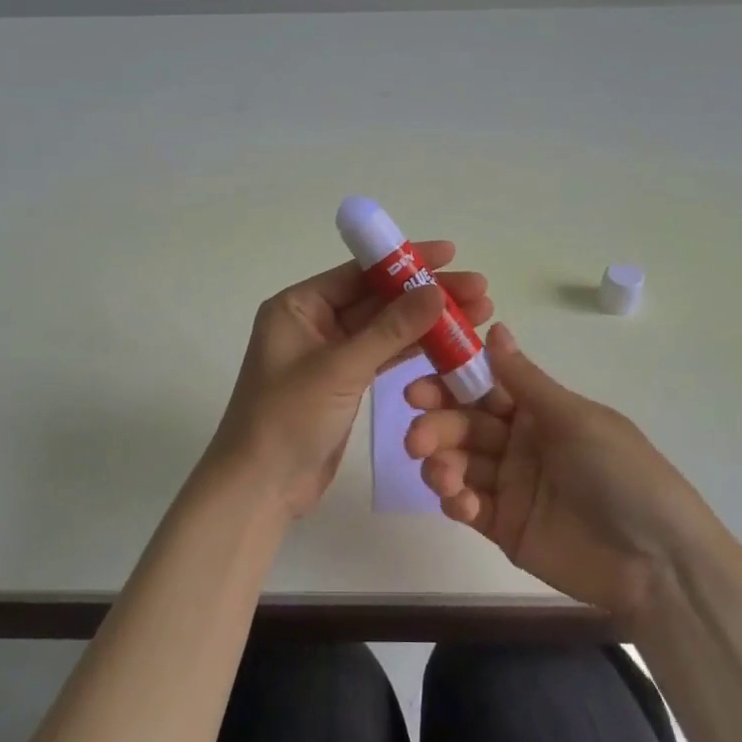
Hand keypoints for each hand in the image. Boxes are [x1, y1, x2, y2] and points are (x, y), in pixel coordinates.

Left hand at [209, 243, 492, 516]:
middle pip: (378, 299)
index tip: (451, 254)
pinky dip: (415, 351)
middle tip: (480, 290)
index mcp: (298, 306)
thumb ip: (390, 329)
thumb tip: (436, 291)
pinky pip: (384, 357)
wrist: (261, 487)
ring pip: (386, 329)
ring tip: (479, 315)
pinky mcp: (345, 383)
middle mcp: (313, 322)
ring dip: (428, 323)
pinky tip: (452, 345)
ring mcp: (330, 354)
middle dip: (426, 294)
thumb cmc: (288, 418)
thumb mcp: (340, 368)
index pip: (360, 273)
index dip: (407, 262)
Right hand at [404, 322, 716, 620]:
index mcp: (539, 412)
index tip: (417, 389)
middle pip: (464, 427)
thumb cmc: (622, 475)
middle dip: (437, 428)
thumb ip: (525, 381)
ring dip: (441, 464)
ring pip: (460, 465)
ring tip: (440, 474)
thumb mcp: (576, 420)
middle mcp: (520, 444)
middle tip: (417, 439)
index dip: (447, 386)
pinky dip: (456, 501)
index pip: (482, 390)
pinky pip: (469, 507)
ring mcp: (511, 487)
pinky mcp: (505, 528)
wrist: (659, 563)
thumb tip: (494, 327)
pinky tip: (460, 502)